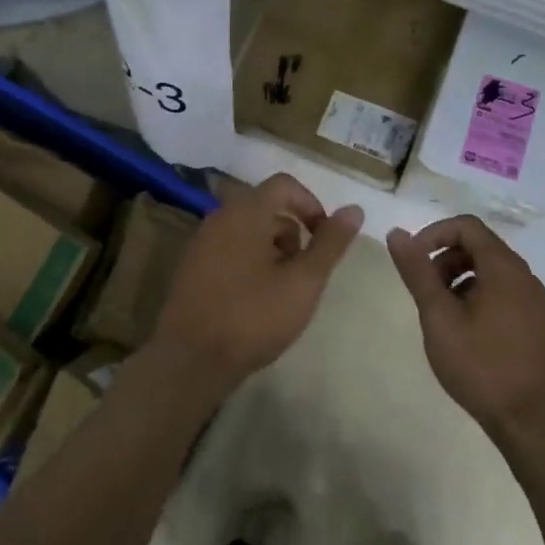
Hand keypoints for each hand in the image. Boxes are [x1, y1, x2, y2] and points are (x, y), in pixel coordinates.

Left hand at [155, 174, 362, 395]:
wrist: (191, 359)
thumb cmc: (253, 316)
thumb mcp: (303, 282)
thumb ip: (330, 243)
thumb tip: (354, 209)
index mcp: (245, 212)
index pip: (284, 185)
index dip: (311, 205)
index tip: (324, 238)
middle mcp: (219, 217)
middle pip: (266, 206)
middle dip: (293, 232)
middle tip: (304, 272)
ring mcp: (202, 242)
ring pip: (248, 229)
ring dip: (273, 249)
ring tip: (283, 290)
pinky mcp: (192, 266)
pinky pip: (230, 248)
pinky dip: (250, 261)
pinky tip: (256, 299)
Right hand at [387, 216, 544, 442]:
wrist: (533, 422)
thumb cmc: (482, 365)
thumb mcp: (439, 316)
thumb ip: (418, 272)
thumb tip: (397, 233)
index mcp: (503, 267)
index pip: (466, 226)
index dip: (433, 234)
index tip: (412, 261)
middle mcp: (523, 276)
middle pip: (477, 246)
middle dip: (443, 258)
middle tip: (423, 291)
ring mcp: (531, 300)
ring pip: (487, 270)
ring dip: (457, 279)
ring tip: (438, 313)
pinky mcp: (533, 322)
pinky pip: (499, 291)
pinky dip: (474, 295)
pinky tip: (460, 330)